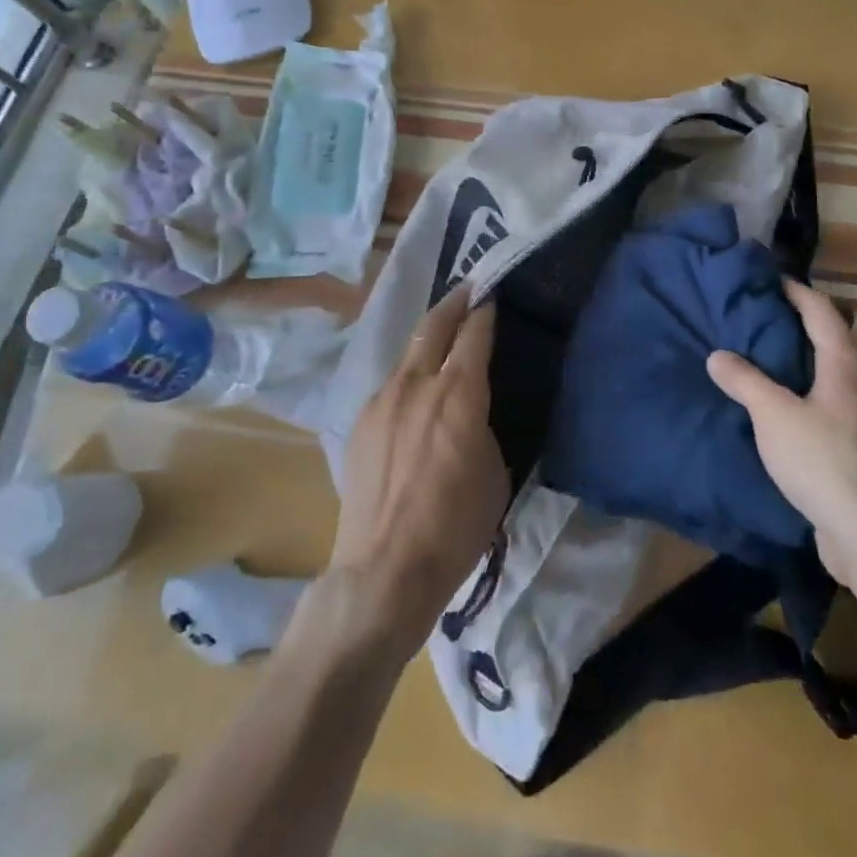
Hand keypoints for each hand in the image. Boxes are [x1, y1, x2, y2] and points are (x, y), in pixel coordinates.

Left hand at [326, 287, 508, 660]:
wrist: (384, 568)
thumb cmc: (455, 526)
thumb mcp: (494, 472)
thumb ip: (484, 424)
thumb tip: (475, 408)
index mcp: (459, 393)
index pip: (474, 333)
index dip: (485, 311)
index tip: (492, 296)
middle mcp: (418, 383)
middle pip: (435, 324)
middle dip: (454, 302)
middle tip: (469, 288)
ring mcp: (383, 399)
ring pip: (409, 351)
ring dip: (429, 336)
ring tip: (443, 332)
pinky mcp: (362, 420)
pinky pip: (392, 383)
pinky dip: (410, 373)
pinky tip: (416, 388)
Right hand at [706, 278, 856, 585]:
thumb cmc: (824, 460)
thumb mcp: (773, 415)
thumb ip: (744, 381)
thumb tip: (718, 355)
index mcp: (845, 364)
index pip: (821, 311)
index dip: (797, 292)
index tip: (770, 280)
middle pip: (833, 341)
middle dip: (799, 326)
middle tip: (759, 320)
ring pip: (834, 376)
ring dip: (805, 363)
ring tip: (766, 362)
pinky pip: (833, 407)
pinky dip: (809, 396)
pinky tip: (786, 413)